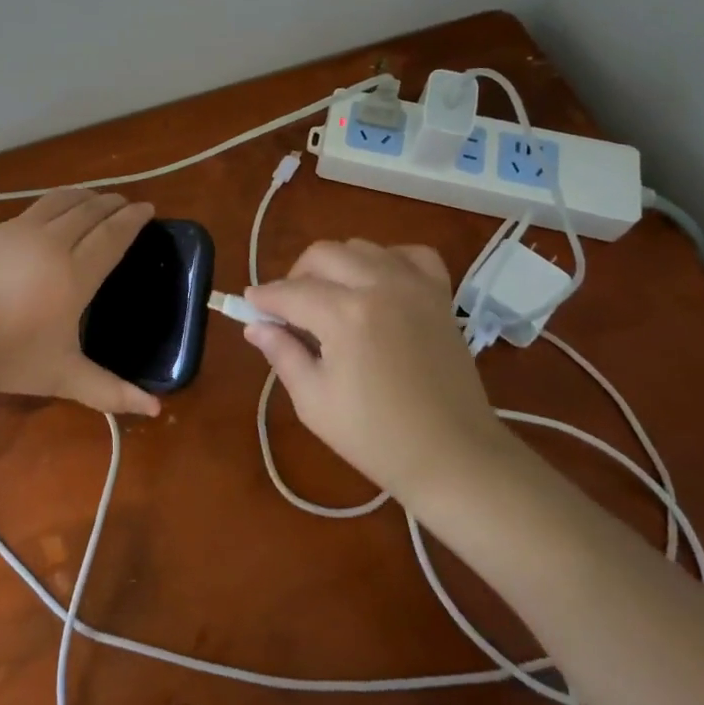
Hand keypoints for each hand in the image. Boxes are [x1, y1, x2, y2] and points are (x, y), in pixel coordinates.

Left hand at [0, 189, 161, 416]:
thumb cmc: (11, 358)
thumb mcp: (65, 377)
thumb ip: (111, 391)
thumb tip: (156, 410)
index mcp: (75, 275)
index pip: (113, 235)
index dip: (133, 219)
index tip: (148, 209)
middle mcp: (54, 244)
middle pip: (91, 211)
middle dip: (114, 204)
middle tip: (127, 204)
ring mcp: (23, 231)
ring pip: (64, 201)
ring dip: (87, 197)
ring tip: (98, 199)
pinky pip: (39, 206)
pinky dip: (60, 201)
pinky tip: (60, 209)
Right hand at [244, 240, 516, 504]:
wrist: (454, 457)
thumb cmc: (376, 438)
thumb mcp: (314, 401)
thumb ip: (282, 354)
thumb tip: (256, 327)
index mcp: (345, 315)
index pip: (290, 292)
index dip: (264, 298)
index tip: (249, 305)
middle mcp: (379, 285)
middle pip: (322, 254)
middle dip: (296, 276)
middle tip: (288, 309)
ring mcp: (414, 285)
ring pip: (360, 247)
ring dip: (336, 265)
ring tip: (330, 298)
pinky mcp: (439, 294)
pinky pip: (409, 254)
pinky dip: (387, 260)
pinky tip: (378, 285)